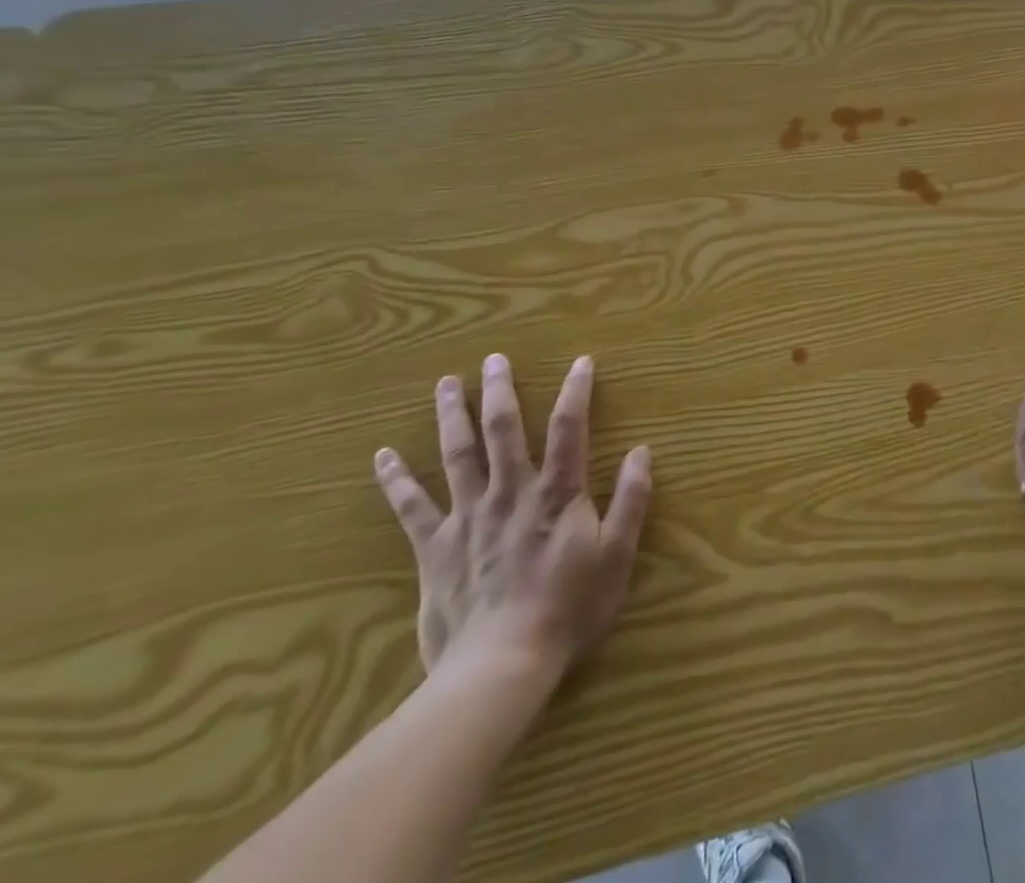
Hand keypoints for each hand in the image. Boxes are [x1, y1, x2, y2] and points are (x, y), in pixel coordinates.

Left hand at [374, 352, 651, 696]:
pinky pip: (412, 508)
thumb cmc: (569, 609)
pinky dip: (396, 481)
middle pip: (504, 430)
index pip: (569, 428)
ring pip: (458, 455)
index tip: (582, 361)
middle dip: (501, 391)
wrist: (502, 666)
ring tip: (447, 383)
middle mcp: (510, 492)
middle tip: (494, 359)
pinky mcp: (436, 548)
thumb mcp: (617, 555)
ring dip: (453, 416)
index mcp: (556, 493)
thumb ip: (630, 501)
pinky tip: (383, 456)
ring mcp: (468, 517)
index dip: (576, 391)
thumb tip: (642, 452)